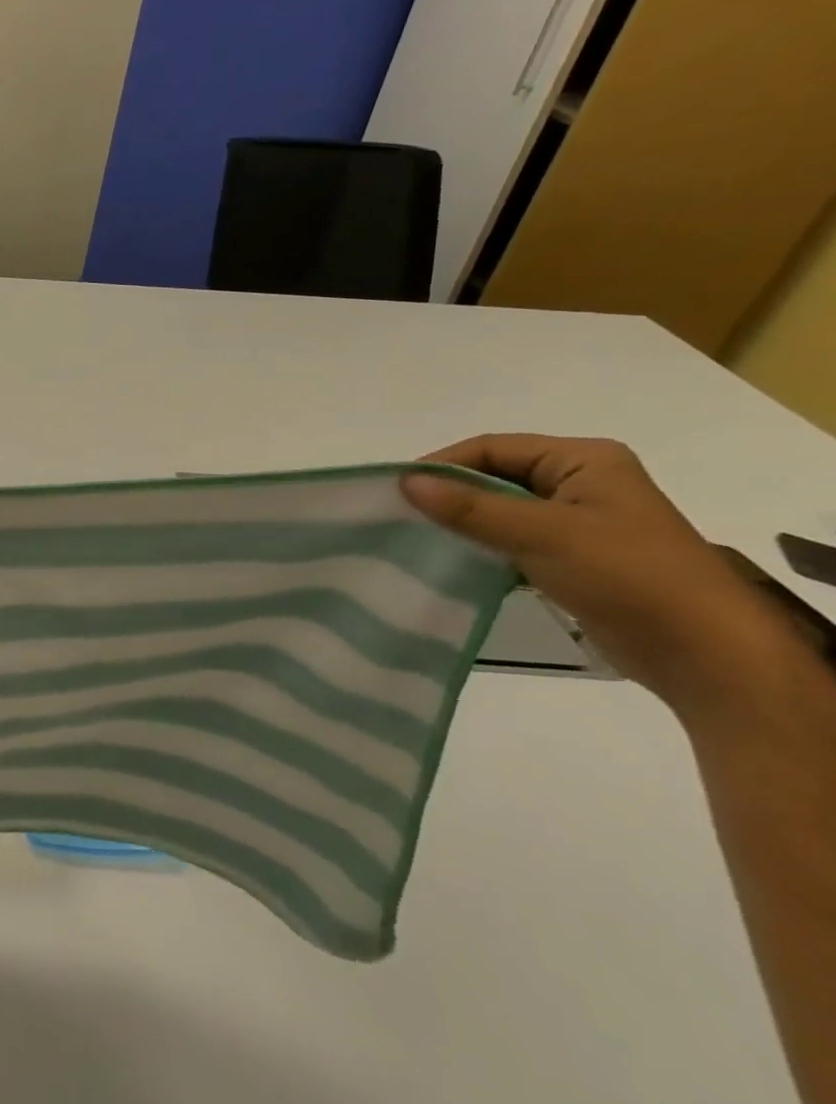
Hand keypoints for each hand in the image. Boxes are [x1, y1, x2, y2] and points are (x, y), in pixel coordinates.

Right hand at [400, 435, 798, 713]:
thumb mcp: (542, 534)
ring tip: (417, 538)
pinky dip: (482, 547)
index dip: (442, 464)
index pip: (493, 448)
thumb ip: (471, 507)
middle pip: (495, 476)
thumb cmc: (628, 576)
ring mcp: (580, 521)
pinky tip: (452, 561)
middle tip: (400, 514)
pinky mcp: (575, 557)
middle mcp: (582, 482)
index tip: (397, 489)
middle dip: (449, 494)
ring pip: (501, 510)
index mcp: (584, 460)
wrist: (706, 655)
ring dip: (463, 523)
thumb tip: (405, 482)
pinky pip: (513, 540)